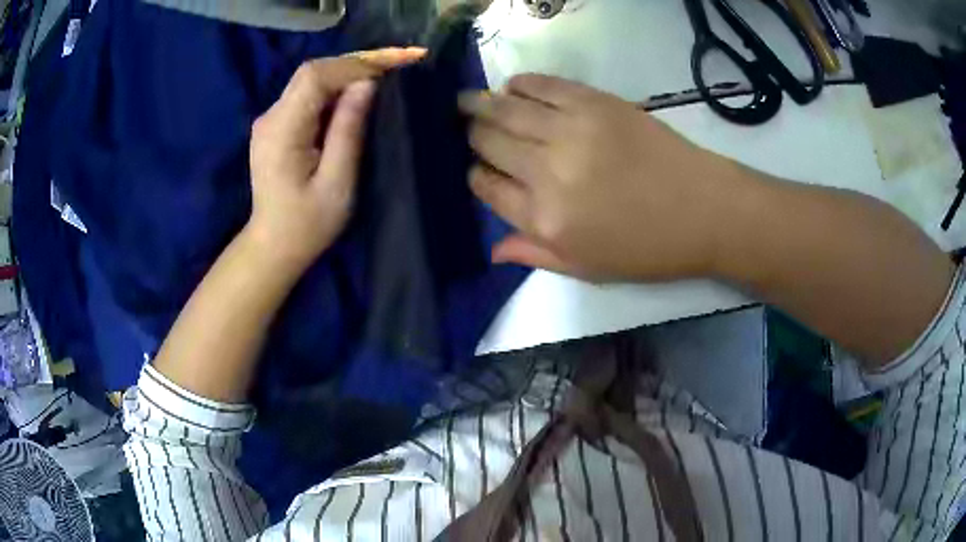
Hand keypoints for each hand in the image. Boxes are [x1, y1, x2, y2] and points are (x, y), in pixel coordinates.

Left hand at [247, 48, 425, 271]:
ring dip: (346, 74)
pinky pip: (307, 95)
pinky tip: (355, 95)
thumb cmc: (308, 224)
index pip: (315, 77)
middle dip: (353, 64)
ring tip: (382, 76)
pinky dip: (334, 88)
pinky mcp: (276, 126)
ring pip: (310, 80)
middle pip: (311, 72)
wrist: (274, 246)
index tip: (391, 66)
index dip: (354, 65)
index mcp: (282, 129)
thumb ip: (348, 130)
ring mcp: (270, 120)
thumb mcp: (337, 181)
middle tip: (393, 65)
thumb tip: (367, 85)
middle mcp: (270, 117)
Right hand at [459, 74, 753, 281]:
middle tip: (467, 127)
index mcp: (544, 218)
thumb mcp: (588, 268)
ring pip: (505, 109)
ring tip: (467, 101)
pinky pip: (542, 85)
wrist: (703, 208)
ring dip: (480, 104)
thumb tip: (492, 249)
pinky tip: (512, 87)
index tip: (479, 170)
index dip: (474, 176)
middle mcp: (547, 171)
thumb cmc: (647, 247)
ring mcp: (570, 130)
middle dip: (472, 135)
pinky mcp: (593, 102)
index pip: (486, 187)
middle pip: (488, 142)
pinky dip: (520, 84)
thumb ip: (536, 254)